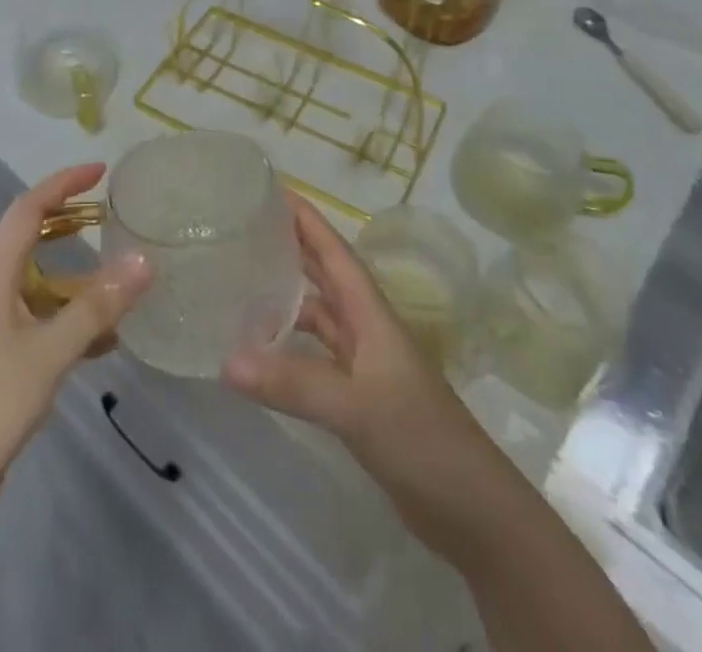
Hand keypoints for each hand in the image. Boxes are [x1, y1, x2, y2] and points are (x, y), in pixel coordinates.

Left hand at [0, 164, 152, 523]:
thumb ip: (96, 308)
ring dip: (70, 273)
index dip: (63, 184)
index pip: (28, 209)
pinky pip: (37, 318)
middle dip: (63, 218)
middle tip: (103, 213)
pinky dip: (67, 317)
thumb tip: (143, 261)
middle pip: (26, 236)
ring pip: (34, 280)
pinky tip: (102, 343)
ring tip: (112, 277)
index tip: (100, 171)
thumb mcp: (50, 352)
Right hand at [223, 194, 476, 508]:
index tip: (270, 189)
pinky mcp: (359, 398)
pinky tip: (260, 353)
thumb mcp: (357, 406)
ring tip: (239, 285)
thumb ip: (294, 382)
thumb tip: (226, 359)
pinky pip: (315, 356)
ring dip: (284, 299)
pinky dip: (288, 348)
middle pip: (324, 275)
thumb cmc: (422, 439)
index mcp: (371, 313)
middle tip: (244, 226)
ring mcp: (364, 364)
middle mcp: (366, 328)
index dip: (306, 219)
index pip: (333, 251)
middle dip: (290, 247)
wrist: (474, 512)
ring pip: (318, 316)